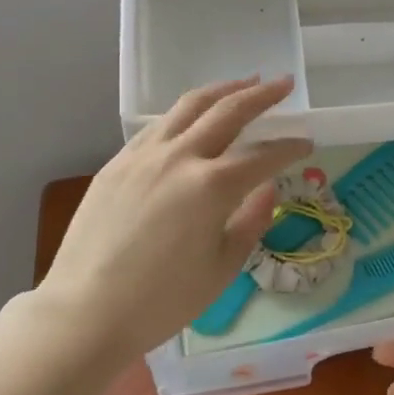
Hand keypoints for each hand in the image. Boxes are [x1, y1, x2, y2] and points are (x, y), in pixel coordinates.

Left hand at [31, 77, 312, 358]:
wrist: (85, 312)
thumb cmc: (162, 300)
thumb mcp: (222, 268)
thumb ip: (251, 221)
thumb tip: (268, 189)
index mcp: (212, 186)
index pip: (263, 155)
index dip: (290, 147)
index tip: (307, 142)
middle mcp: (180, 157)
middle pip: (228, 111)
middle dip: (262, 94)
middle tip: (284, 83)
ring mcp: (144, 155)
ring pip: (189, 106)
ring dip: (223, 90)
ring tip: (244, 82)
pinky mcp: (117, 162)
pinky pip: (159, 125)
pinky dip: (186, 112)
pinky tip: (194, 117)